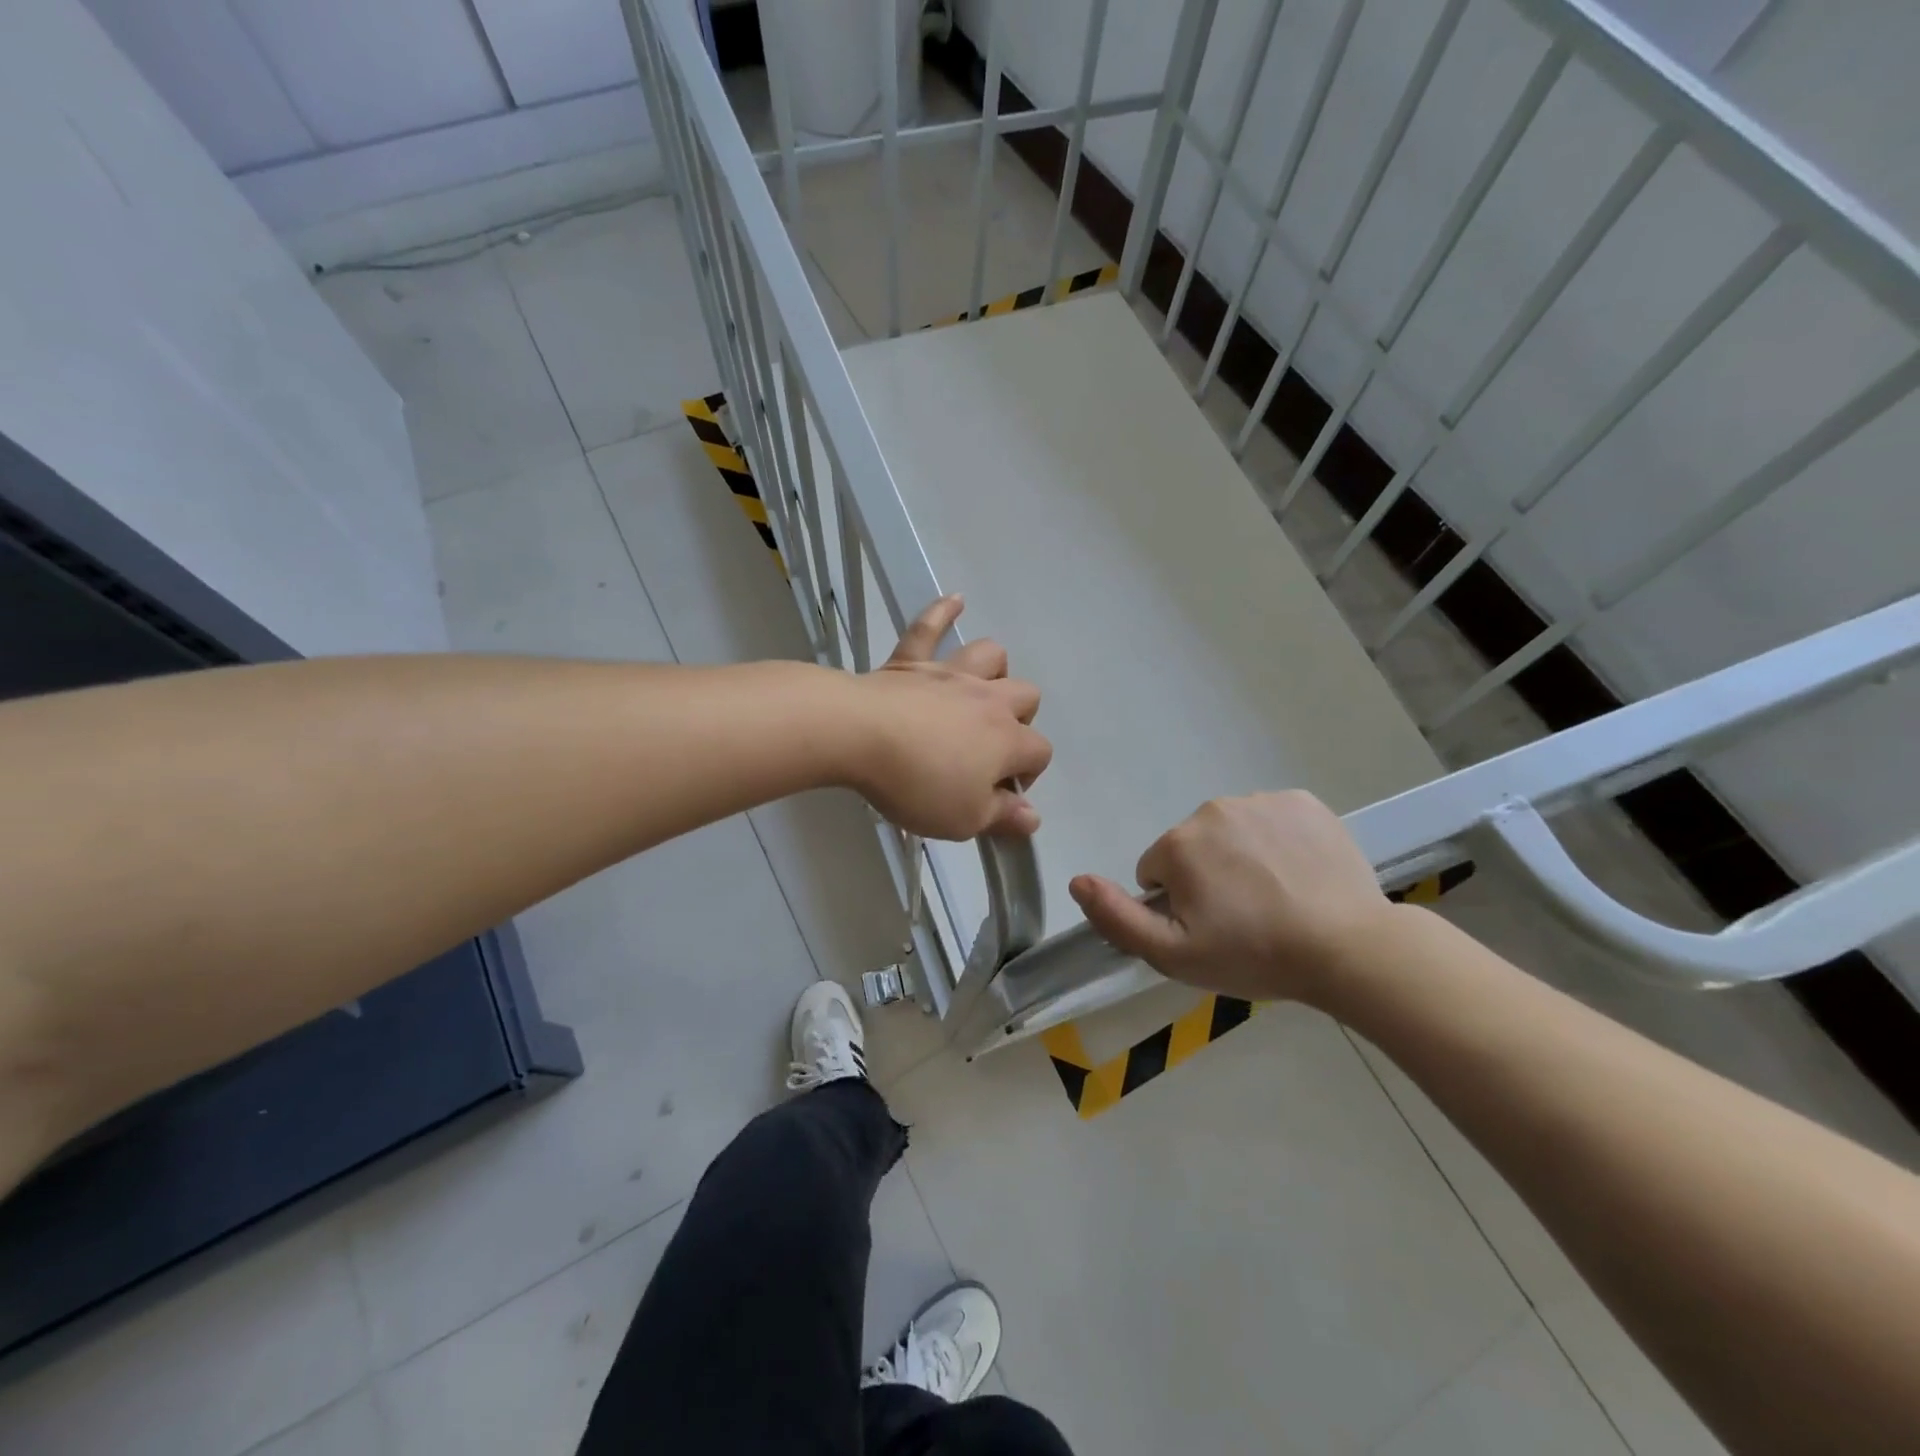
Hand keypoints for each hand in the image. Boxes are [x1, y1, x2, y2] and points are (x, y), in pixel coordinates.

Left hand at [846, 595, 1051, 839]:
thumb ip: (1002, 816)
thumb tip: (1032, 818)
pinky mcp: (910, 661)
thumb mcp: (964, 818)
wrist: (859, 735)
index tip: (999, 796)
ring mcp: (949, 674)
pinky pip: (930, 627)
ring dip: (993, 670)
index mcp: (1007, 739)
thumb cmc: (917, 783)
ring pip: (990, 655)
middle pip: (1026, 696)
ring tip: (980, 690)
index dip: (1028, 775)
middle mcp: (988, 699)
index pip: (1039, 752)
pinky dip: (943, 612)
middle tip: (989, 748)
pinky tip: (955, 601)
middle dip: (1020, 720)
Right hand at [1068, 791, 1395, 1002]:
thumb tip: (1076, 880)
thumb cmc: (1254, 955)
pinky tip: (1299, 875)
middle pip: (1193, 847)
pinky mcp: (1304, 802)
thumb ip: (1116, 917)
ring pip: (1232, 832)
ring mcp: (1262, 801)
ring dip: (1241, 858)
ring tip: (1276, 899)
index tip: (1210, 929)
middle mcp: (1213, 809)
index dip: (1178, 904)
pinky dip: (1278, 842)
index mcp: (1179, 843)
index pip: (1157, 871)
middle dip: (1207, 877)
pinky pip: (1272, 820)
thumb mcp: (1173, 954)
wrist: (1350, 949)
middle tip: (1243, 918)